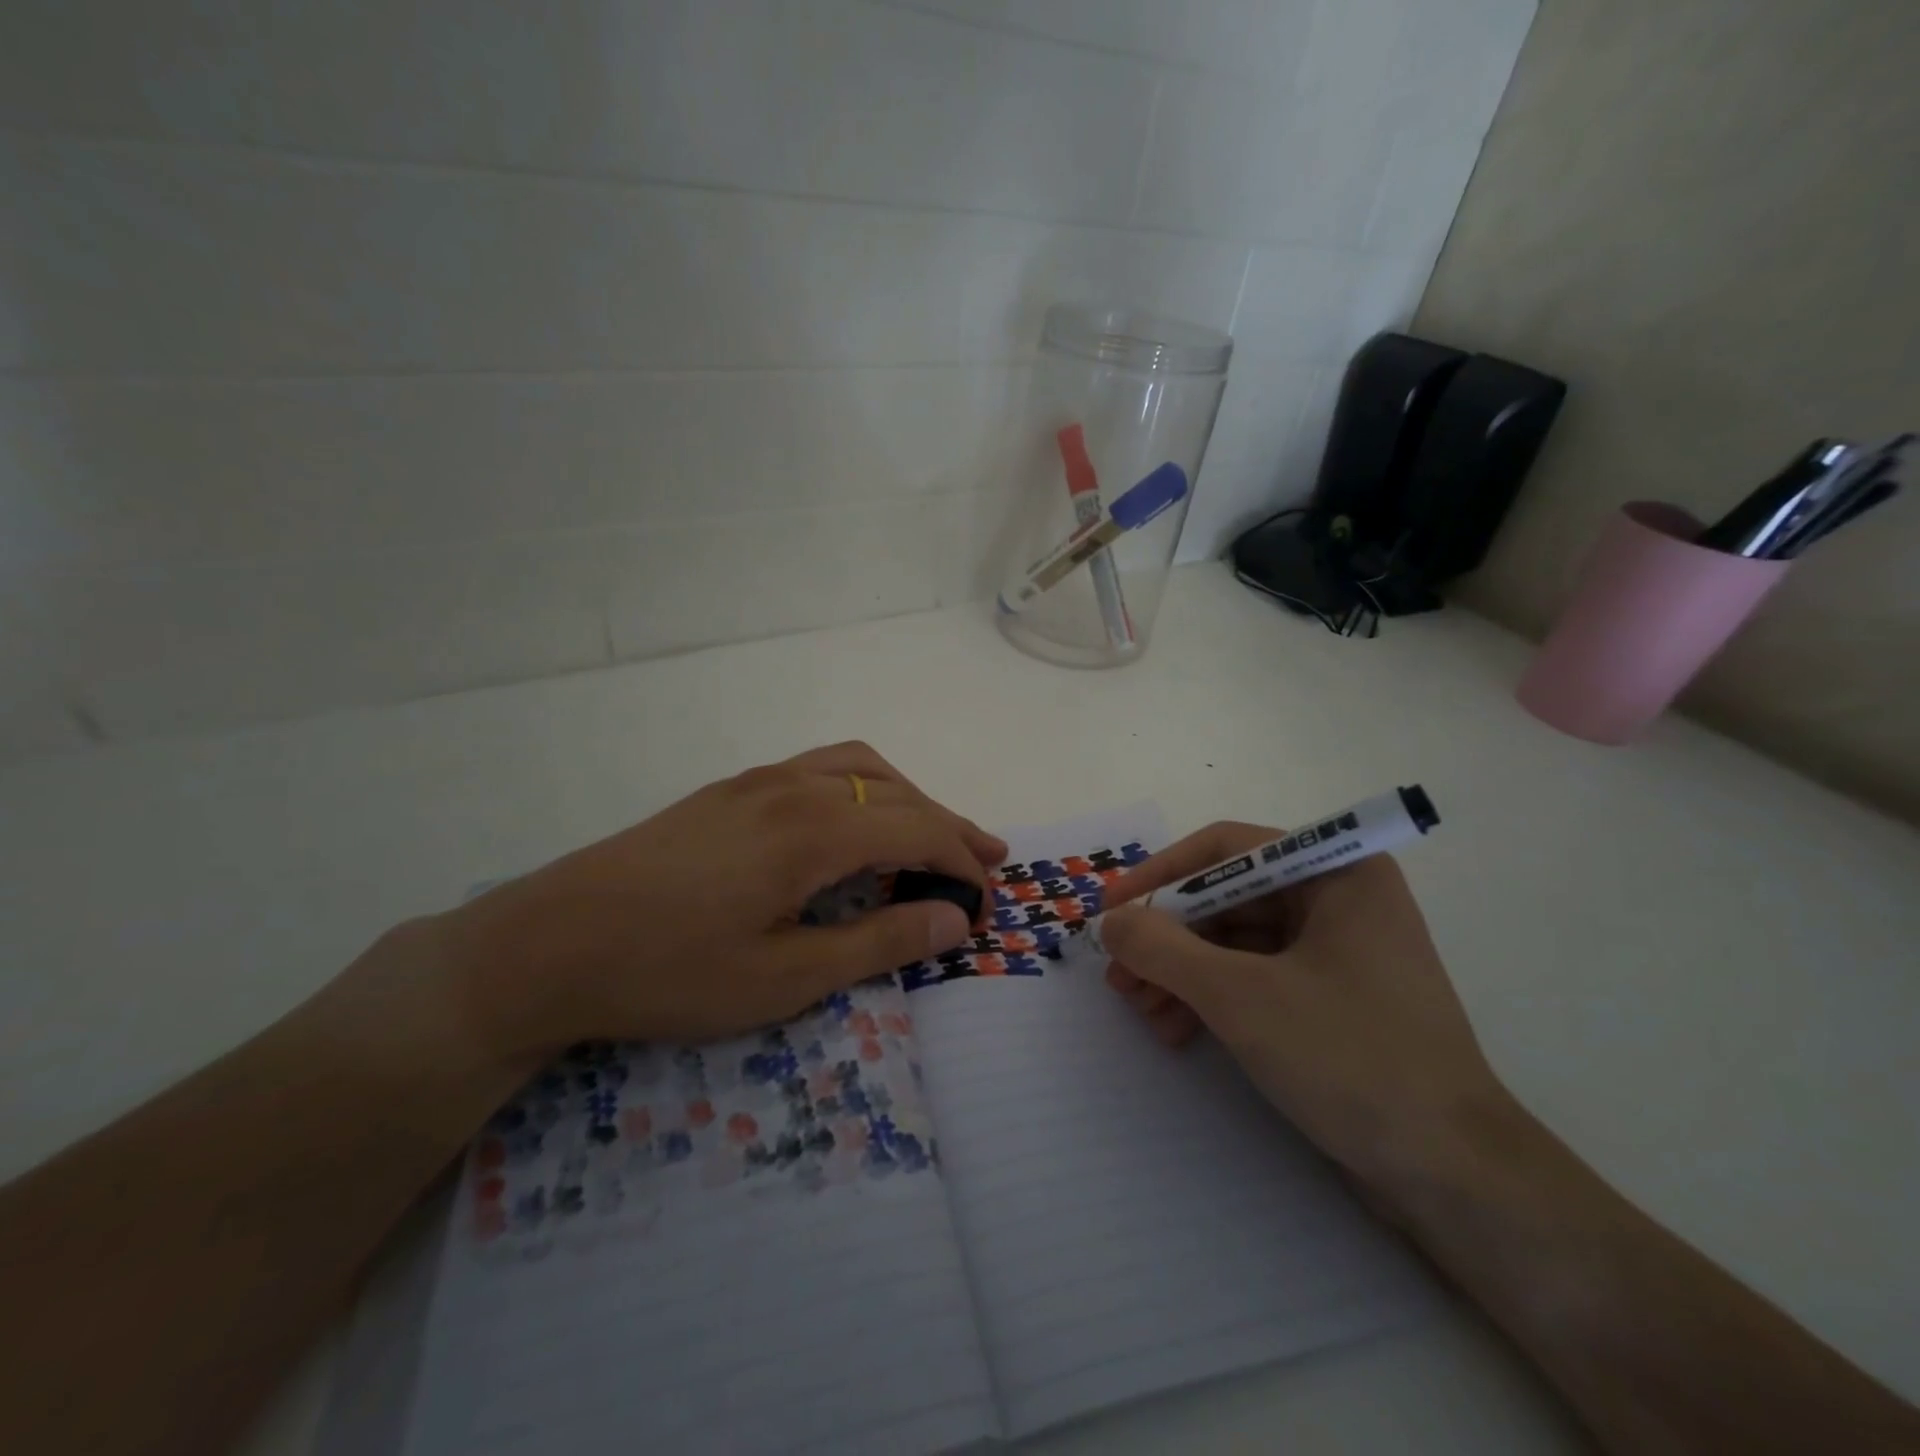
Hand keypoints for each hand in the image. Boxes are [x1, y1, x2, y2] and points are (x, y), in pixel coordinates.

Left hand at [433, 742, 1004, 1057]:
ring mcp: (757, 782)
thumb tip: (954, 921)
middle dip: (948, 825)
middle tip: (987, 858)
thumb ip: (878, 943)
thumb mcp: (785, 978)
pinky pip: (819, 769)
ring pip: (858, 767)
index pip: (917, 831)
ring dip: (907, 796)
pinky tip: (854, 820)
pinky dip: (863, 786)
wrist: (548, 945)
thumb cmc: (670, 972)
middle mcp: (793, 788)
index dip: (961, 862)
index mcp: (814, 830)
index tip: (987, 901)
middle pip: (896, 793)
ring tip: (932, 830)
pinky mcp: (729, 790)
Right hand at [1098, 823, 1507, 1190]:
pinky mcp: (1331, 998)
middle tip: (1118, 973)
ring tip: (1139, 1009)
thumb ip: (1163, 949)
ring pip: (1234, 942)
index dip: (1160, 875)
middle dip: (1166, 937)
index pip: (1226, 849)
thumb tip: (1111, 921)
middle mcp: (1338, 898)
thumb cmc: (1351, 1059)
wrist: (1454, 1177)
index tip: (1111, 909)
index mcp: (1336, 872)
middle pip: (1226, 899)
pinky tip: (1175, 1030)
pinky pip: (1255, 977)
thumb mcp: (1240, 996)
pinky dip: (1210, 997)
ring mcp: (1337, 951)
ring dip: (1181, 972)